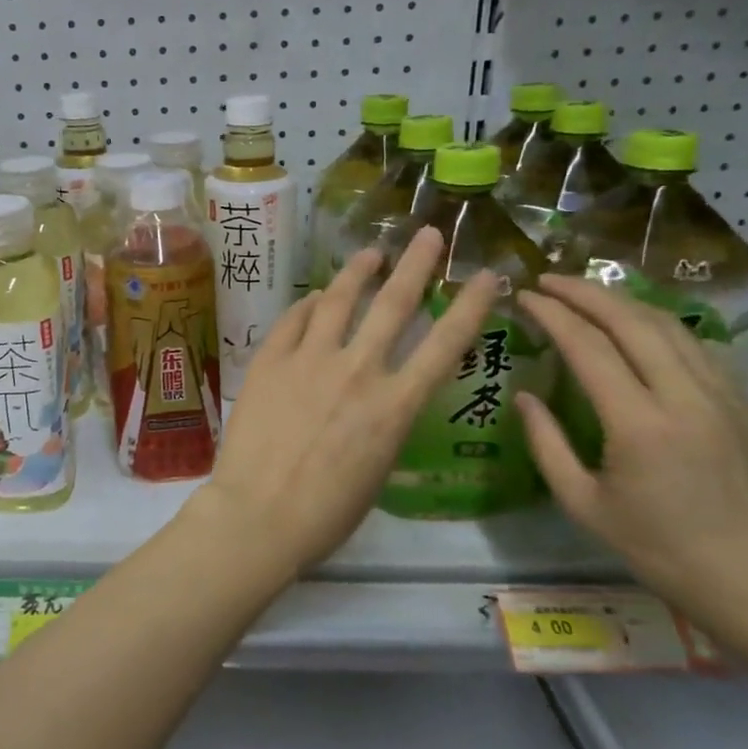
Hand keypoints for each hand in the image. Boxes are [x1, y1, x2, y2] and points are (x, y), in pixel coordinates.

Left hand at [193, 228, 499, 575]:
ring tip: (370, 254)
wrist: (260, 514)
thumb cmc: (326, 512)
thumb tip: (378, 394)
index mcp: (395, 405)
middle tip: (428, 234)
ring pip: (337, 300)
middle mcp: (357, 371)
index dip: (470, 306)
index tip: (487, 275)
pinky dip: (307, 305)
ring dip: (357, 272)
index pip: (444, 344)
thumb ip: (383, 422)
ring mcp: (309, 360)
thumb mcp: (377, 469)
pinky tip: (313, 298)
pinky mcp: (270, 361)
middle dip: (415, 264)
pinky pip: (292, 320)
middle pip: (392, 304)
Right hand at [514, 275, 747, 634]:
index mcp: (640, 424)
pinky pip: (696, 347)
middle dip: (586, 293)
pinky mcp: (745, 405)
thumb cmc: (658, 548)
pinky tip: (637, 327)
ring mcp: (724, 397)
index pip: (589, 347)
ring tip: (587, 293)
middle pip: (633, 322)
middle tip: (549, 280)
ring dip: (623, 302)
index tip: (524, 296)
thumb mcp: (582, 503)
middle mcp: (686, 398)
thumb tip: (525, 395)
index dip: (552, 314)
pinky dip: (658, 325)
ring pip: (670, 327)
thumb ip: (546, 443)